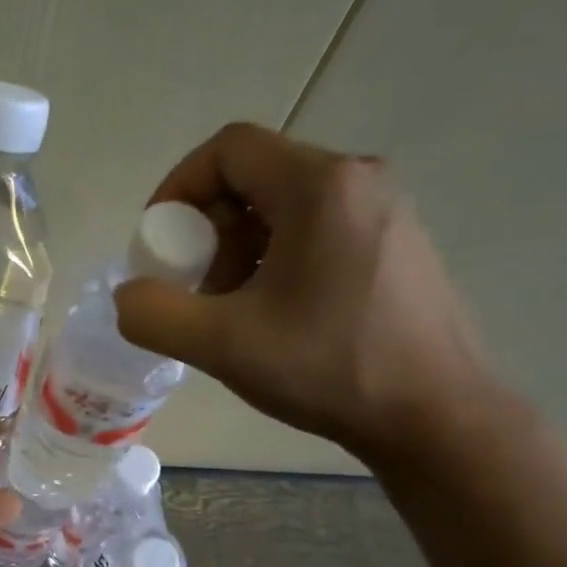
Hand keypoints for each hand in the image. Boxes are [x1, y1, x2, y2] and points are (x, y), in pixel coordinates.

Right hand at [113, 123, 497, 462]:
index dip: (178, 188)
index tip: (159, 243)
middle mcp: (359, 180)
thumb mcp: (222, 345)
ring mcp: (386, 211)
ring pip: (286, 206)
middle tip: (194, 286)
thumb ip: (154, 314)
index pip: (228, 149)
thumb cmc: (329, 369)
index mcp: (320, 185)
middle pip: (256, 176)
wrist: (435, 417)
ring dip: (240, 248)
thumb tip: (130, 296)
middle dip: (208, 228)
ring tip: (232, 308)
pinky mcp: (398, 244)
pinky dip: (278, 258)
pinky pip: (319, 229)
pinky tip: (276, 315)